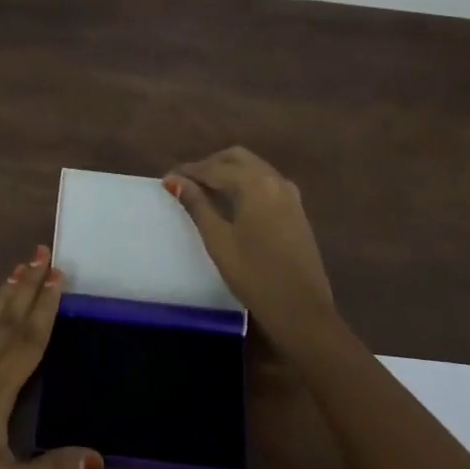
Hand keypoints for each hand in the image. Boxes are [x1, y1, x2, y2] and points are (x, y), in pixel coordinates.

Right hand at [164, 146, 337, 344]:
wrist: (302, 310)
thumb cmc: (255, 275)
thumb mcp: (218, 240)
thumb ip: (197, 205)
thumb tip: (176, 181)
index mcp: (255, 183)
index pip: (214, 168)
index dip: (188, 172)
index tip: (167, 179)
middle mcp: (274, 179)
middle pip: (236, 158)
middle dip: (209, 165)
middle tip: (186, 182)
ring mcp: (289, 194)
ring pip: (253, 168)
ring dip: (228, 171)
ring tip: (204, 191)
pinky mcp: (296, 209)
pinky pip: (265, 182)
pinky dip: (245, 182)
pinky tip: (232, 201)